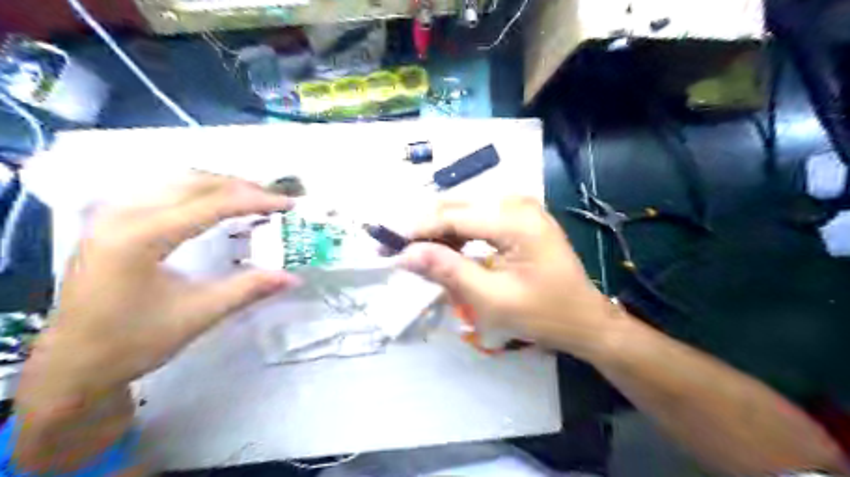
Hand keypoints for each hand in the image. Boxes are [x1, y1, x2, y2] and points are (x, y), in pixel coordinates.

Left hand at [31, 172, 301, 395]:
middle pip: (194, 183)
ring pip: (177, 182)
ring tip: (254, 198)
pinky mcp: (110, 221)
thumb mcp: (199, 314)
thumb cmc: (135, 341)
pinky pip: (162, 191)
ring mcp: (112, 214)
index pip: (211, 204)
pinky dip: (198, 192)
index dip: (255, 201)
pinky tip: (214, 203)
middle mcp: (123, 213)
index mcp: (142, 236)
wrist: (72, 364)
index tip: (289, 204)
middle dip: (241, 187)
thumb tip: (294, 277)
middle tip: (276, 199)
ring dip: (221, 186)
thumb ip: (249, 288)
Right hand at [399, 195, 619, 357]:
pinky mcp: (518, 217)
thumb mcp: (492, 298)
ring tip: (414, 254)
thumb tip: (405, 254)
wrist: (584, 318)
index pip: (451, 215)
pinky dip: (456, 234)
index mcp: (515, 219)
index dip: (415, 230)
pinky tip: (443, 251)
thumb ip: (447, 271)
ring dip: (437, 231)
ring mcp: (519, 207)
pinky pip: (477, 218)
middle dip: (423, 229)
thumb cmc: (544, 314)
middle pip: (455, 207)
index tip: (385, 247)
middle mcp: (516, 202)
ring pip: (463, 211)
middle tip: (395, 251)